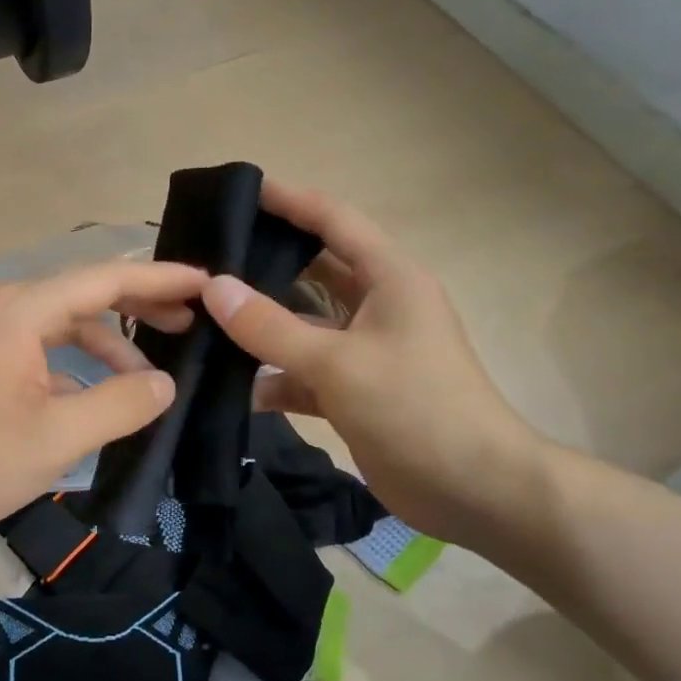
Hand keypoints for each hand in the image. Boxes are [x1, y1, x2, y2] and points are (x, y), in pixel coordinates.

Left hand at [0, 260, 205, 546]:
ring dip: (108, 348)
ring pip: (64, 327)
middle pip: (86, 295)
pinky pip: (41, 350)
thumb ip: (121, 405)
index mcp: (21, 310)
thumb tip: (164, 385)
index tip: (208, 283)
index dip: (162, 279)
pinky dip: (76, 368)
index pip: (106, 279)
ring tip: (149, 380)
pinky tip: (98, 399)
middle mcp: (3, 307)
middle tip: (192, 323)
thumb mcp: (58, 436)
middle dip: (140, 307)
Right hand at [202, 180, 545, 545]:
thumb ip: (271, 327)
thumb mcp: (338, 363)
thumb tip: (214, 288)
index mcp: (390, 279)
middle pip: (316, 272)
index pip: (335, 221)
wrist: (474, 490)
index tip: (243, 190)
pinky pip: (307, 374)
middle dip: (268, 264)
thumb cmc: (415, 408)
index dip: (291, 202)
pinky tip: (236, 388)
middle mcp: (380, 307)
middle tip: (211, 258)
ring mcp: (368, 352)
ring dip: (265, 328)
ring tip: (206, 319)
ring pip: (306, 326)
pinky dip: (277, 380)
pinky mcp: (357, 393)